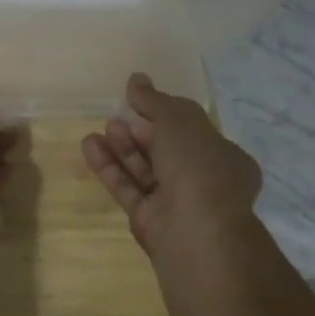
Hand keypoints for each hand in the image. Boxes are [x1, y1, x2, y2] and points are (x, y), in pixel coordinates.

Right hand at [82, 73, 261, 260]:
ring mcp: (177, 205)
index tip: (139, 100)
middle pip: (166, 150)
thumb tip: (136, 79)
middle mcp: (204, 181)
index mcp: (225, 158)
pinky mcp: (150, 222)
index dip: (166, 113)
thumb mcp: (179, 120)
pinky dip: (109, 168)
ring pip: (145, 170)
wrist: (196, 236)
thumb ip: (154, 99)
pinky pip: (127, 188)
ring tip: (101, 128)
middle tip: (116, 116)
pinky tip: (89, 146)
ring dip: (122, 147)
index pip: (193, 130)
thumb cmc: (198, 168)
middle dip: (140, 130)